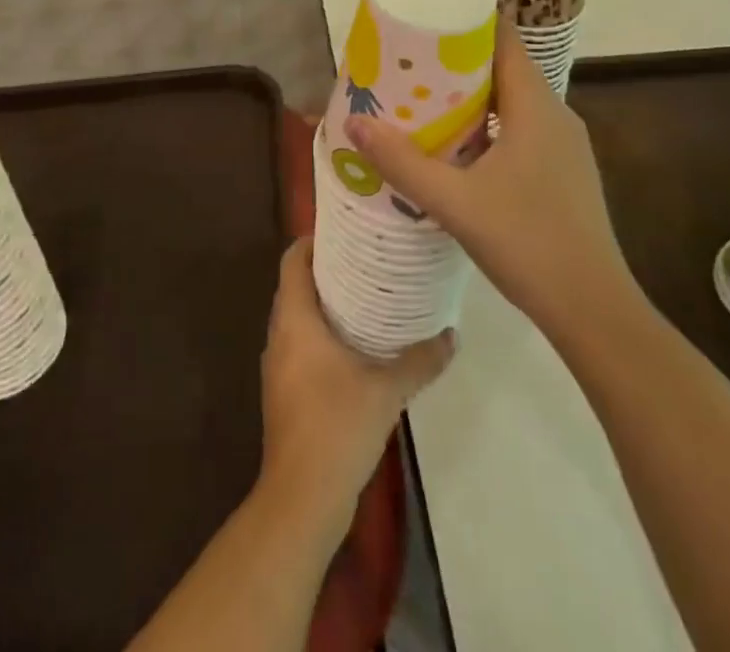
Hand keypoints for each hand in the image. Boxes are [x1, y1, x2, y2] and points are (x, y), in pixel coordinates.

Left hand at [258, 239, 454, 517]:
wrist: (302, 497)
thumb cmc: (337, 426)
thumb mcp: (387, 390)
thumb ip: (420, 360)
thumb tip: (451, 335)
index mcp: (295, 319)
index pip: (293, 260)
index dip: (313, 240)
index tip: (345, 231)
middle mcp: (279, 334)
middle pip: (296, 285)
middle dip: (326, 270)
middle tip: (366, 259)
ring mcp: (278, 365)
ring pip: (298, 317)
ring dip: (325, 303)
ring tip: (366, 295)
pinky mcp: (285, 391)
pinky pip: (300, 344)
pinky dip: (321, 333)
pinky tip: (356, 345)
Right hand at [348, 25, 640, 347]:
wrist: (594, 311)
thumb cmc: (527, 243)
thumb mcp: (454, 202)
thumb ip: (402, 162)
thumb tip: (355, 123)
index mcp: (536, 106)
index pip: (504, 39)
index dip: (468, 20)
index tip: (427, 15)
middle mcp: (556, 115)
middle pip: (504, 67)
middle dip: (457, 60)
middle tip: (410, 61)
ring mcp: (564, 146)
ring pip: (512, 102)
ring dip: (471, 96)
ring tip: (424, 99)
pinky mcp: (563, 173)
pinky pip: (521, 129)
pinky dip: (487, 125)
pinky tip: (456, 148)